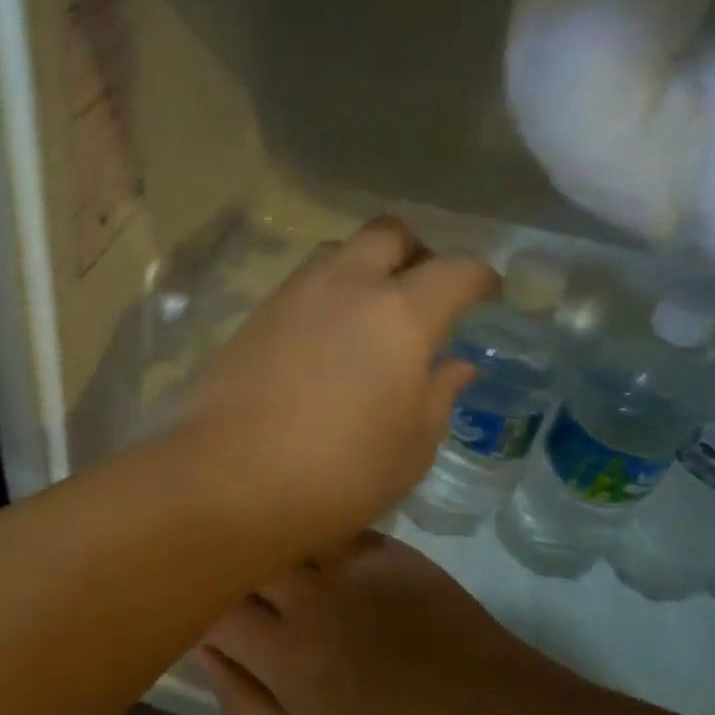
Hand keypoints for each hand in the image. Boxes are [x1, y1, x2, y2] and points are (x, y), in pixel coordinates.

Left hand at [178, 217, 496, 551]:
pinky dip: (323, 295)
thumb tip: (455, 365)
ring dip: (362, 267)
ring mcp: (291, 296)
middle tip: (423, 292)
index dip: (480, 279)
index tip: (487, 296)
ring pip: (336, 252)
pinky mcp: (252, 317)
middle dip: (415, 252)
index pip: (456, 270)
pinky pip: (299, 285)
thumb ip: (438, 395)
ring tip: (369, 314)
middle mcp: (345, 286)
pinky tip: (322, 339)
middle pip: (388, 233)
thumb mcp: (411, 448)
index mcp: (400, 314)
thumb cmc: (338, 474)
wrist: (227, 481)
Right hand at [197, 533, 576, 714]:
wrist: (477, 712)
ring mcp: (348, 566)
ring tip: (265, 544)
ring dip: (269, 539)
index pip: (212, 608)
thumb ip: (242, 700)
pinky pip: (331, 525)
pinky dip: (313, 532)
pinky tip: (315, 542)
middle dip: (230, 562)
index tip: (201, 606)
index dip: (198, 603)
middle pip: (245, 557)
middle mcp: (307, 599)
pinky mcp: (384, 547)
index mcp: (281, 654)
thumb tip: (201, 650)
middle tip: (233, 572)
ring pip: (285, 530)